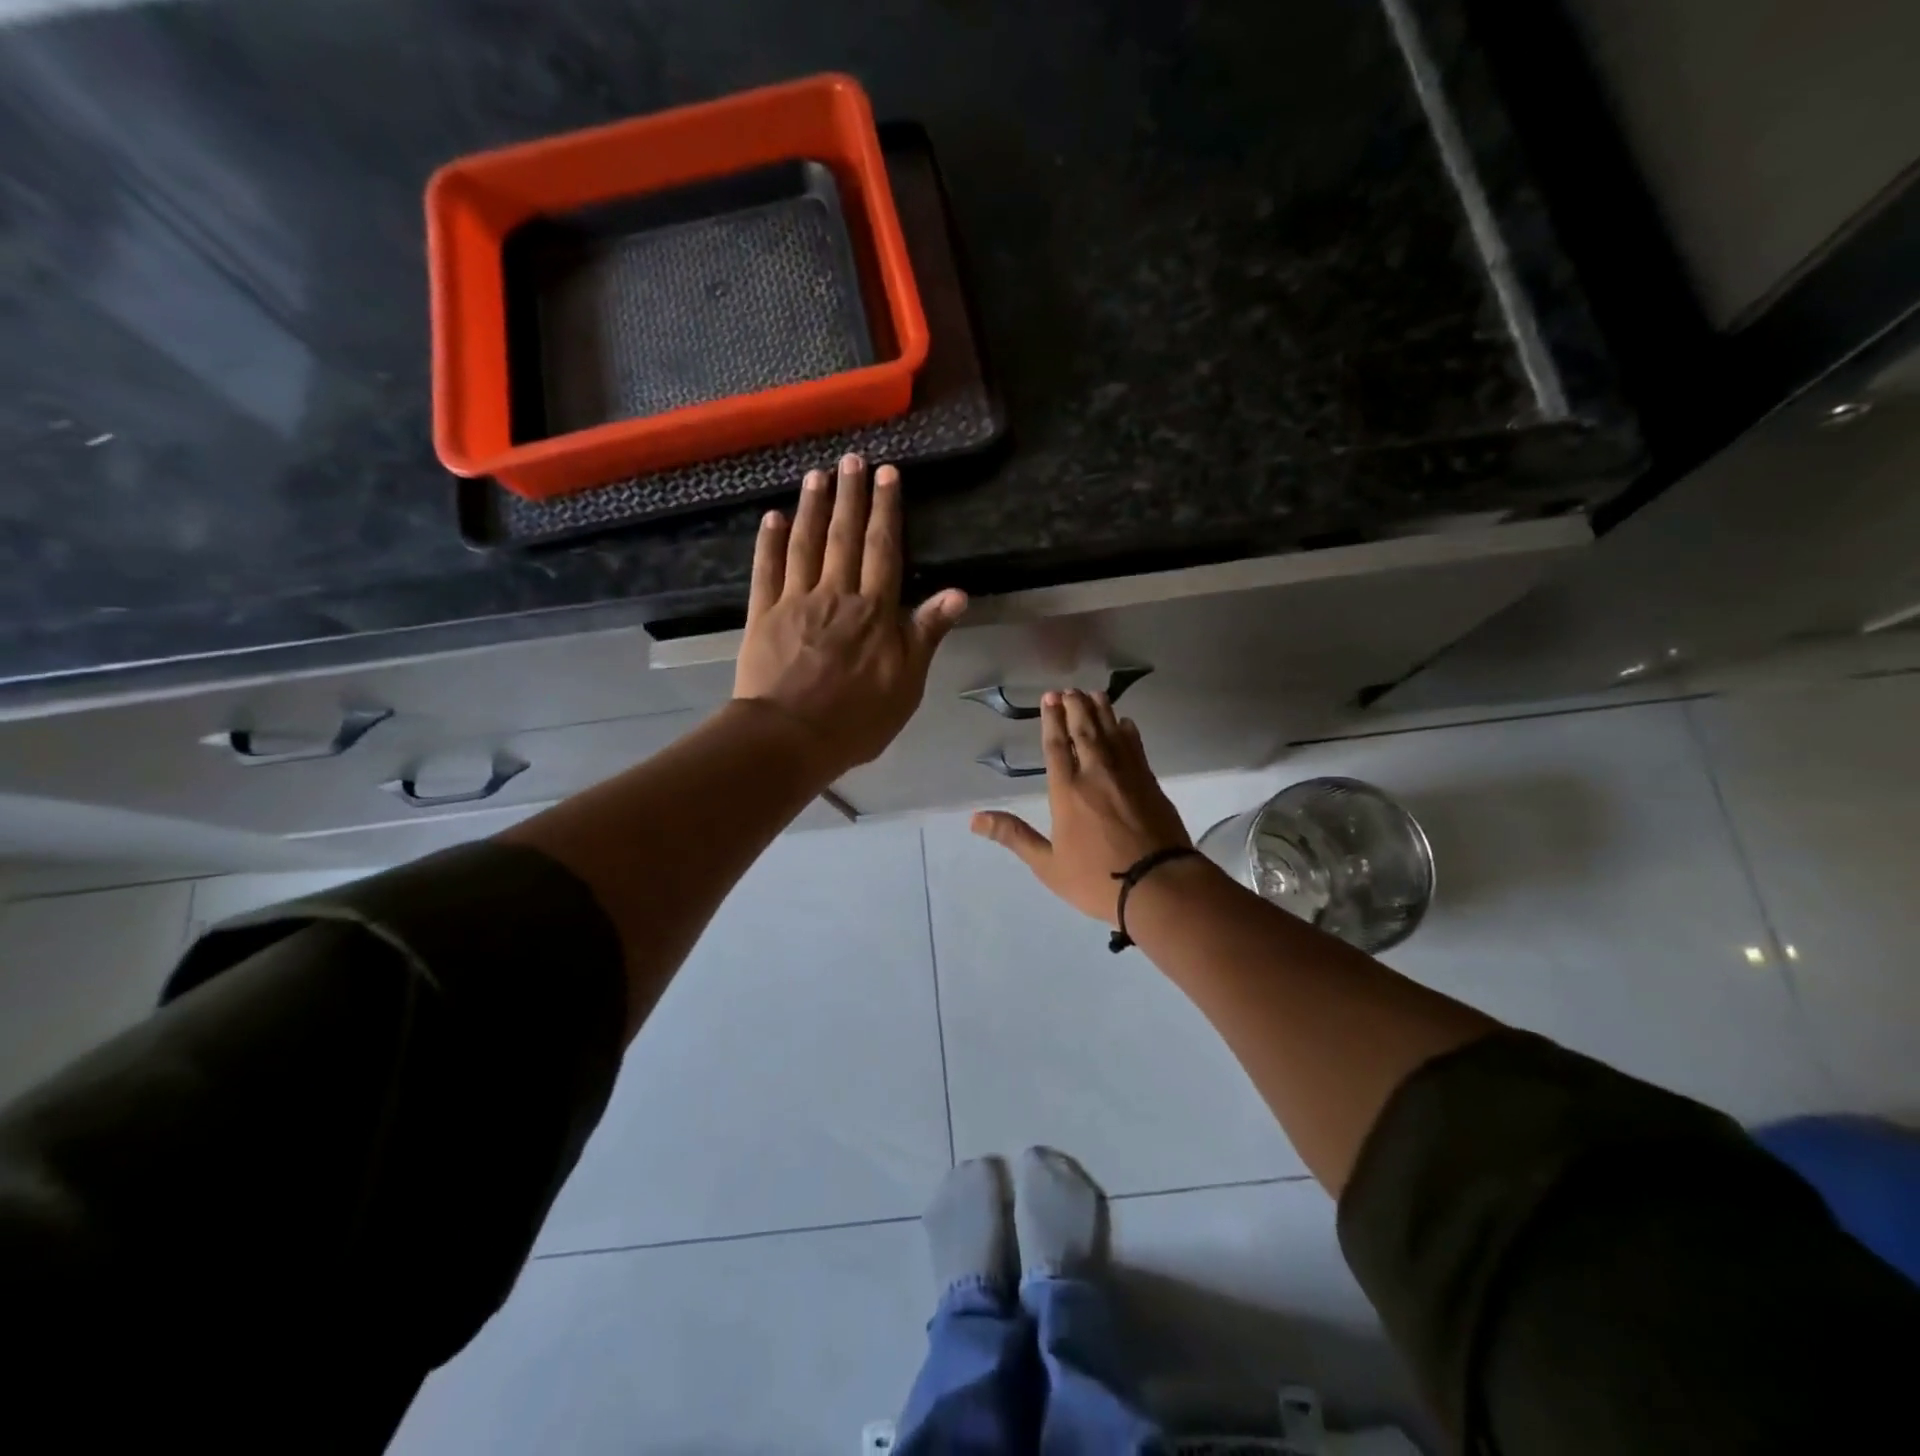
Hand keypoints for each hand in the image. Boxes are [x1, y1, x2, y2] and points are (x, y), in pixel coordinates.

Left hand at [734, 454, 966, 777]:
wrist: (790, 738)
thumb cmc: (856, 718)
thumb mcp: (907, 683)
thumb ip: (926, 634)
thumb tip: (958, 593)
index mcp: (874, 611)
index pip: (884, 551)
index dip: (886, 511)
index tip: (888, 475)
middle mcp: (835, 595)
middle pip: (844, 537)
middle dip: (851, 496)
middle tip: (853, 459)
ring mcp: (794, 602)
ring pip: (805, 544)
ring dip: (812, 507)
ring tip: (817, 474)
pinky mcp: (761, 615)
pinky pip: (766, 570)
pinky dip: (768, 542)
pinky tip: (772, 517)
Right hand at [971, 689, 1193, 923]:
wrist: (1159, 885)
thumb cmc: (1097, 879)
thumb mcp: (1048, 865)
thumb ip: (1013, 836)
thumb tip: (974, 819)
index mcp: (1067, 791)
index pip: (1057, 746)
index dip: (1052, 720)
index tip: (1050, 698)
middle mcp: (1096, 773)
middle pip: (1085, 731)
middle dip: (1076, 707)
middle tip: (1070, 690)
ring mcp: (1127, 775)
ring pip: (1112, 733)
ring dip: (1102, 711)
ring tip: (1094, 694)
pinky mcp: (1150, 783)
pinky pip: (1136, 748)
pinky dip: (1129, 732)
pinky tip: (1126, 723)